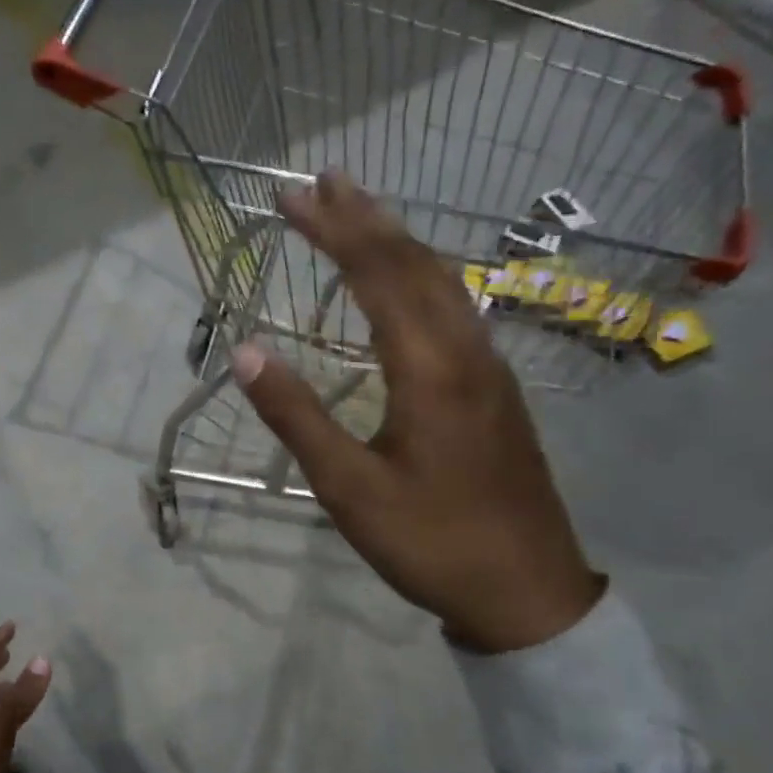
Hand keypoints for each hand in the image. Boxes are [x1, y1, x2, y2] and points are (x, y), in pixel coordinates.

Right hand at [232, 172, 604, 654]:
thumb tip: (246, 352)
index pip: (377, 275)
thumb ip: (297, 416)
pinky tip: (409, 285)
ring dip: (400, 241)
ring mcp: (490, 369)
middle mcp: (467, 351)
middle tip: (325, 180)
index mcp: (429, 369)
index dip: (333, 230)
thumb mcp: (348, 488)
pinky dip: (422, 276)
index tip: (291, 197)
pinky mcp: (497, 390)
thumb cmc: (429, 541)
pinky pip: (458, 309)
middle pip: (416, 264)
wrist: (526, 592)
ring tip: (362, 213)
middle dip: (366, 218)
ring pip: (444, 282)